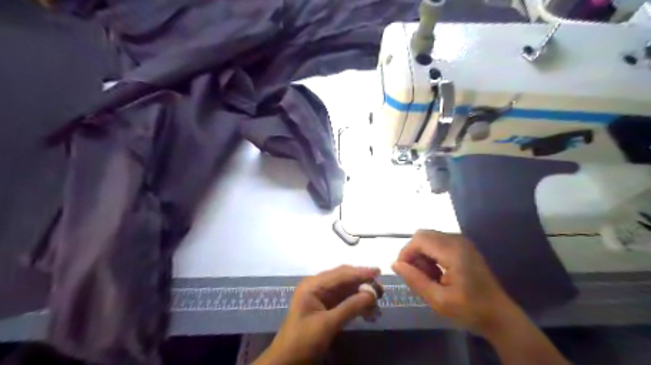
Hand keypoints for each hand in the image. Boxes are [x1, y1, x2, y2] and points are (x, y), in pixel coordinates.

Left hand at [252, 265, 375, 364]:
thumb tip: (372, 293)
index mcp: (313, 285)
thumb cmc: (303, 340)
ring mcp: (322, 297)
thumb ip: (350, 307)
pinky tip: (369, 312)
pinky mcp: (326, 309)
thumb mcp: (327, 324)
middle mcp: (317, 287)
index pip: (340, 274)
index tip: (378, 272)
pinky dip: (357, 305)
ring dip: (362, 295)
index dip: (360, 272)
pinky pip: (344, 301)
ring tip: (378, 303)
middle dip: (363, 283)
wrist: (287, 362)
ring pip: (346, 290)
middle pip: (344, 279)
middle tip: (381, 290)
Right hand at [391, 231, 518, 336]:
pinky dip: (431, 255)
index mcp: (453, 251)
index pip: (419, 239)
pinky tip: (438, 274)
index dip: (406, 253)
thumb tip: (395, 264)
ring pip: (429, 239)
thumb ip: (415, 280)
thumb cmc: (471, 310)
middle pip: (423, 236)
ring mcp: (462, 242)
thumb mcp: (439, 300)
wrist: (500, 316)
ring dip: (422, 255)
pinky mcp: (463, 247)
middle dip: (414, 254)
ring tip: (430, 278)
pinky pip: (438, 243)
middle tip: (418, 277)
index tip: (404, 273)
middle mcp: (457, 240)